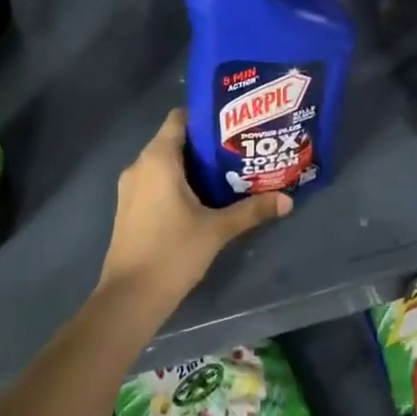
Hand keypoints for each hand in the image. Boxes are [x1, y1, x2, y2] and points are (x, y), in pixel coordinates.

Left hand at [99, 108, 289, 308]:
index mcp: (158, 159)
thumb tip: (287, 199)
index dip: (205, 117)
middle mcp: (140, 165)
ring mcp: (130, 187)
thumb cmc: (172, 252)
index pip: (179, 118)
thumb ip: (251, 210)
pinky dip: (176, 182)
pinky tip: (202, 198)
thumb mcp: (217, 230)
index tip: (233, 124)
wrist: (129, 298)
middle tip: (239, 148)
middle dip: (205, 144)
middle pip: (174, 140)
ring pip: (164, 163)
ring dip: (192, 165)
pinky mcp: (129, 208)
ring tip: (226, 172)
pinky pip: (155, 181)